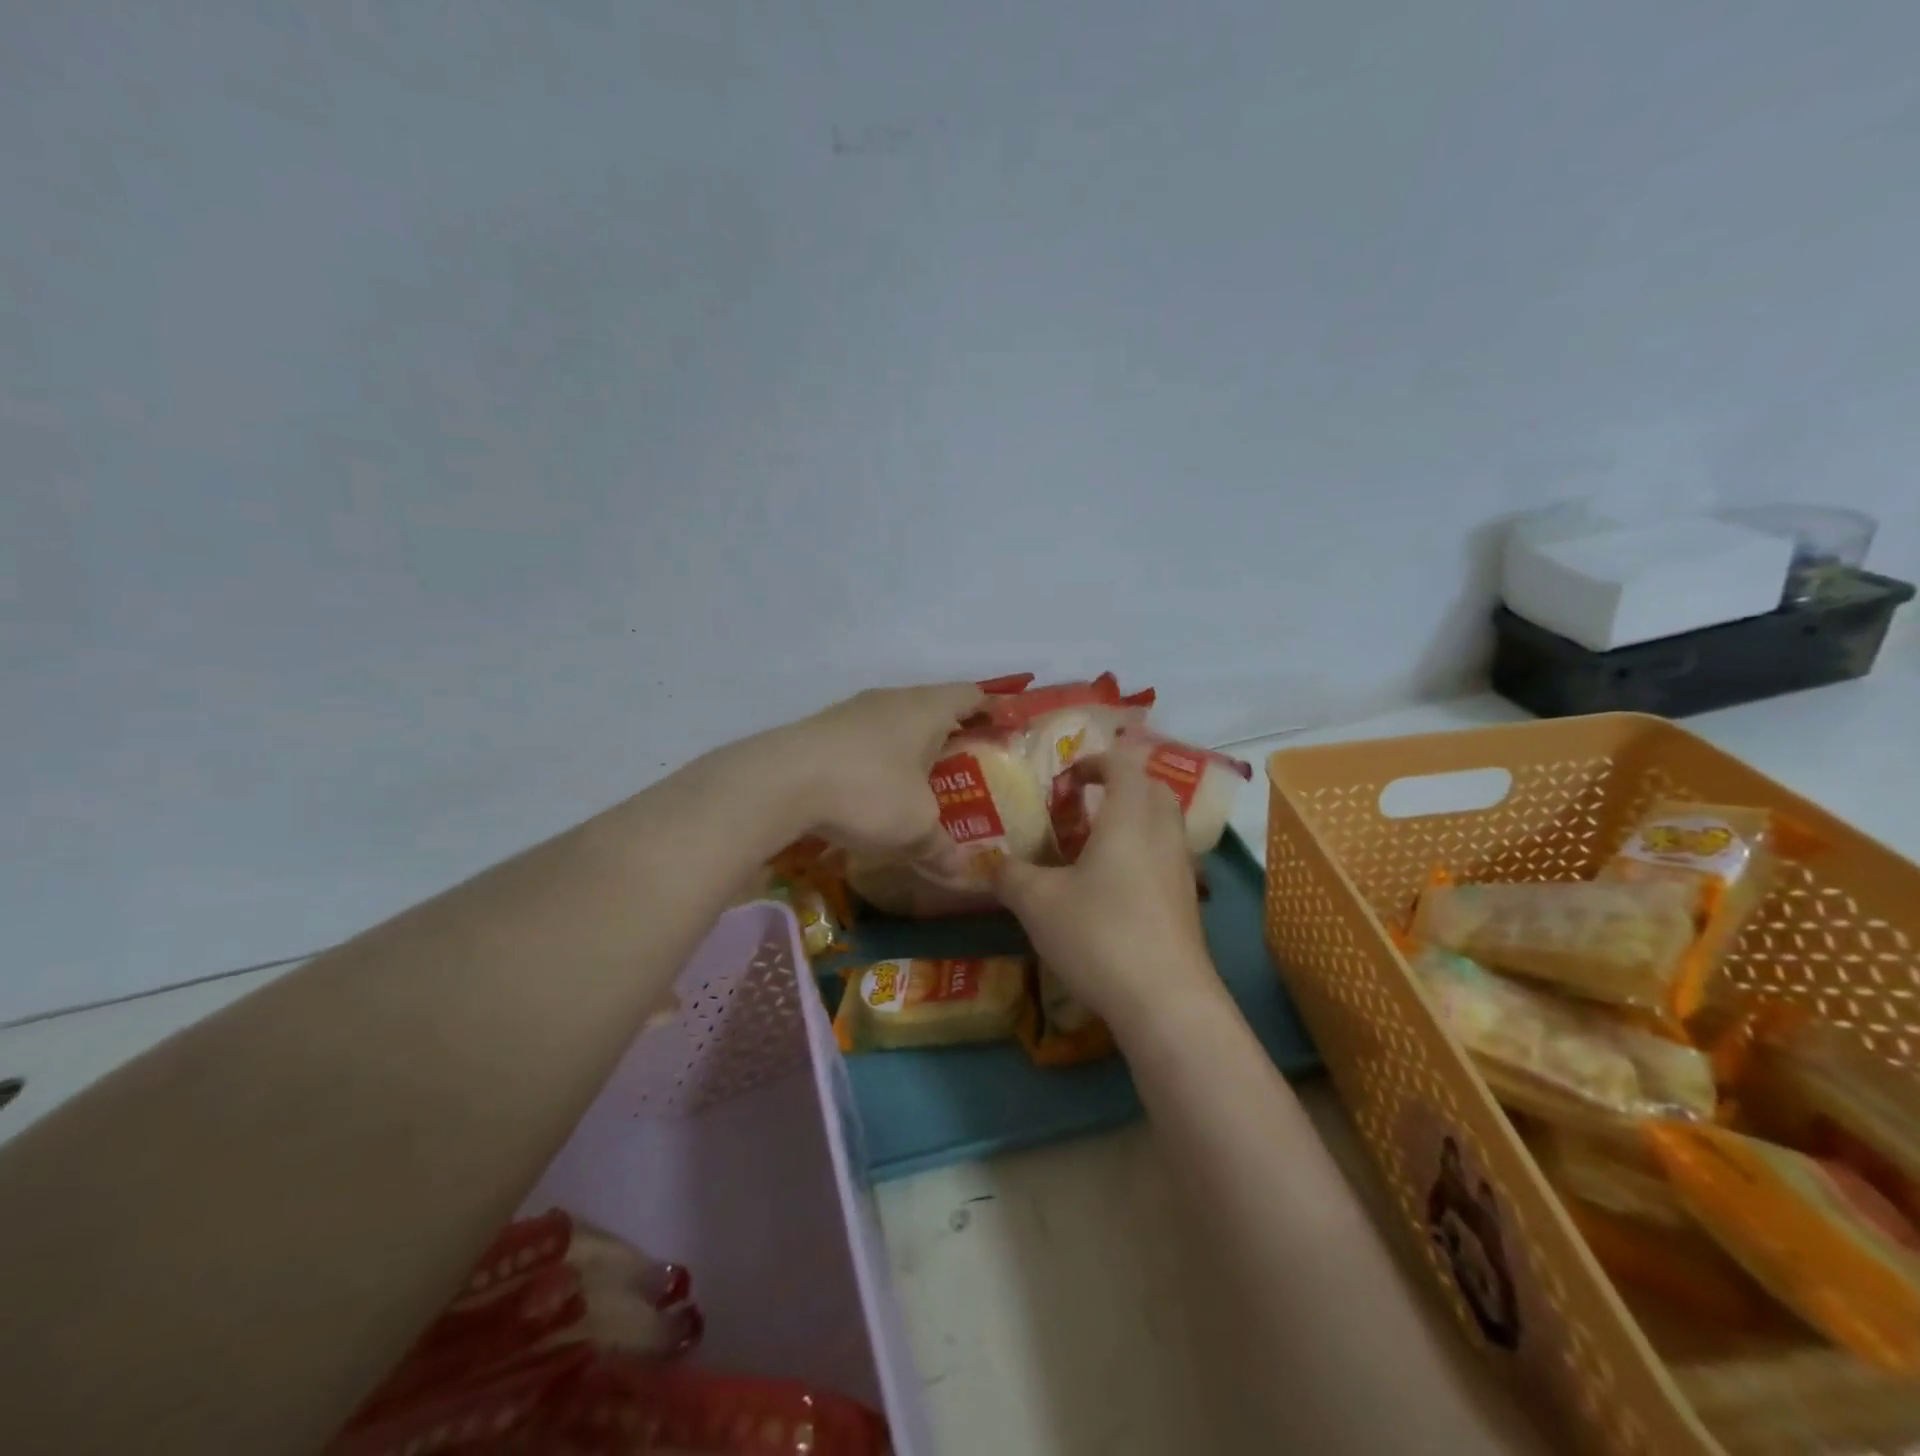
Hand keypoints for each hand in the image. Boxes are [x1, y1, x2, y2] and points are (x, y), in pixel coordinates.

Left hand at [759, 683, 985, 859]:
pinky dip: (877, 761)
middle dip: (949, 735)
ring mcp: (852, 712)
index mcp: (926, 708)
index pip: (971, 694)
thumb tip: (959, 870)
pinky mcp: (821, 731)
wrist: (779, 782)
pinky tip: (872, 792)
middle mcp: (891, 699)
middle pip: (932, 707)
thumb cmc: (868, 791)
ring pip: (894, 724)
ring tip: (919, 784)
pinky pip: (864, 740)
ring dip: (909, 749)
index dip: (991, 709)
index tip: (1004, 728)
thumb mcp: (915, 826)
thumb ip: (941, 846)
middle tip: (965, 767)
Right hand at [994, 755, 1220, 1034]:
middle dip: (1121, 785)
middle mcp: (1163, 834)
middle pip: (1153, 789)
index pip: (1123, 765)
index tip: (1067, 778)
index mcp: (1129, 817)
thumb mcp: (1038, 902)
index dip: (1095, 762)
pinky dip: (1142, 854)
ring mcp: (1182, 870)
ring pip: (1164, 825)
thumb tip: (992, 864)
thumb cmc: (1099, 934)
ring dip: (1134, 821)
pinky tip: (1113, 888)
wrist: (1166, 1001)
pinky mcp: (1187, 904)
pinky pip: (1166, 859)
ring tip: (1094, 846)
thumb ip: (1010, 875)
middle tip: (1084, 804)